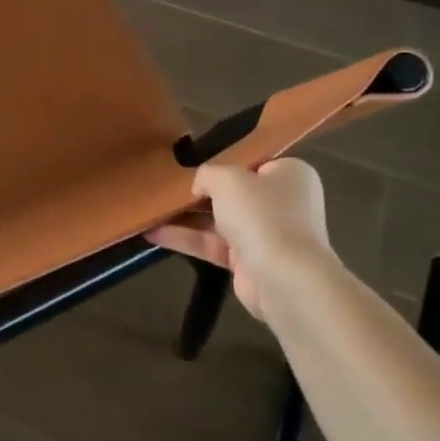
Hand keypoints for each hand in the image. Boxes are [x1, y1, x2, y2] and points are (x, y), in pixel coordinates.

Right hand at [149, 159, 338, 324]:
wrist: (285, 279)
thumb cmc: (262, 214)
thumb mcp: (227, 178)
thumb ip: (207, 174)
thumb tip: (199, 186)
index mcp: (288, 174)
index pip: (253, 161)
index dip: (224, 161)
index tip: (193, 161)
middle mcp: (281, 203)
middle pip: (234, 192)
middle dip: (200, 191)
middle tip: (165, 184)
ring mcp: (266, 235)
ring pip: (219, 220)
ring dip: (186, 216)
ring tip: (150, 208)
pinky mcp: (249, 262)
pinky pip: (212, 244)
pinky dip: (185, 238)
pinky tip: (152, 232)